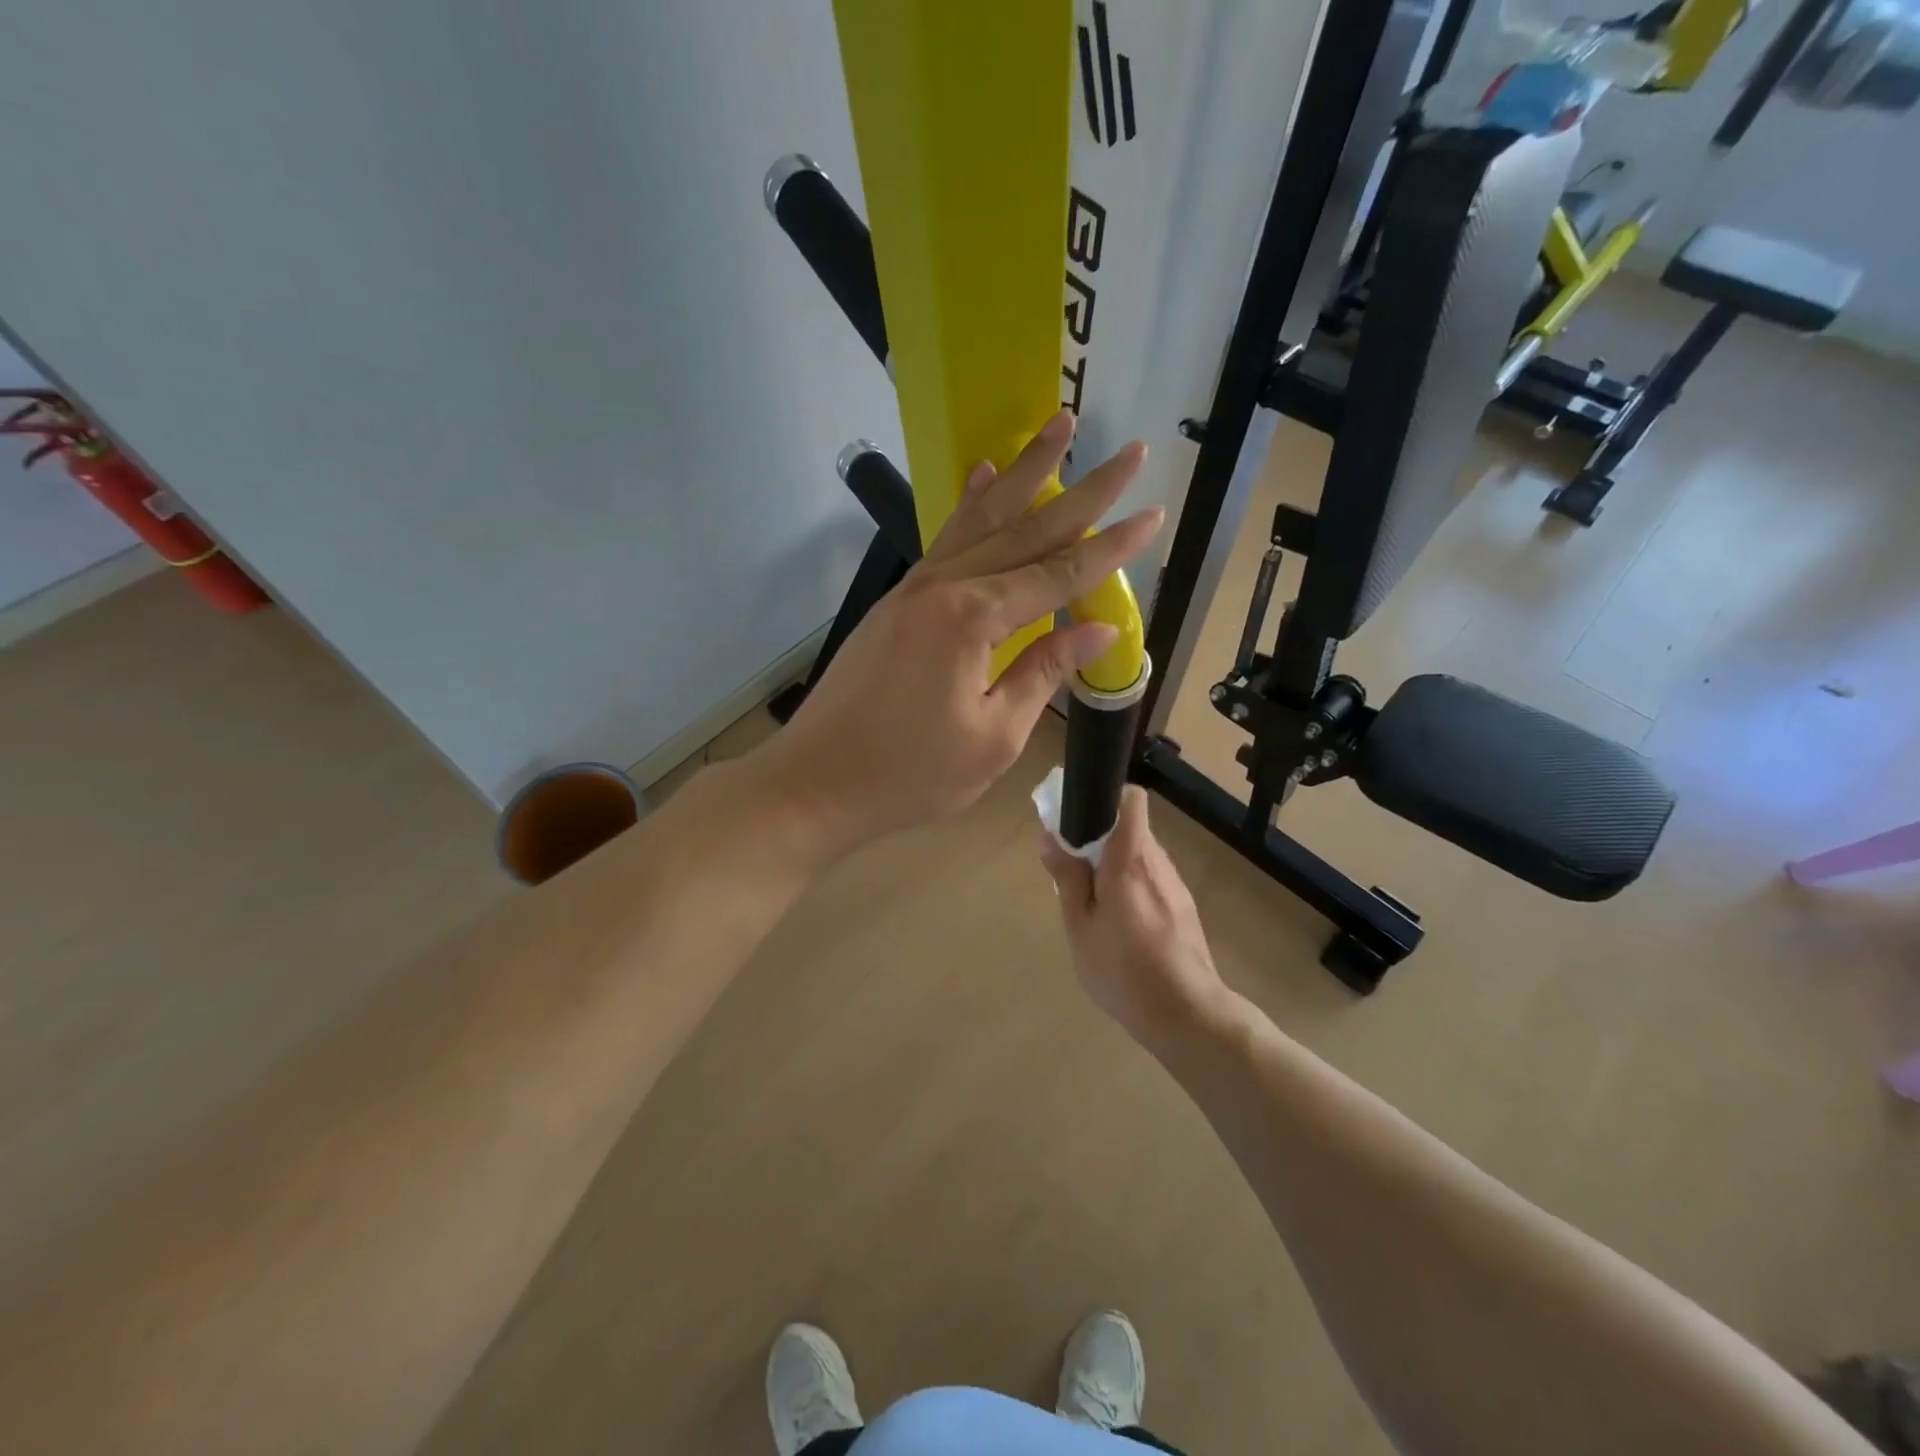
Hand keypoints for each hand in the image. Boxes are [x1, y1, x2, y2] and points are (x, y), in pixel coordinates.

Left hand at [752, 411, 1162, 859]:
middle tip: (1129, 450)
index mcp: (975, 620)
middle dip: (1084, 490)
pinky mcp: (897, 601)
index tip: (1154, 513)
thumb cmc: (912, 773)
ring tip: (1058, 426)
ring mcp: (915, 588)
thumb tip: (1098, 629)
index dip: (1111, 547)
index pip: (1060, 574)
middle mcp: (946, 587)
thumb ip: (1044, 672)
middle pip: (1027, 529)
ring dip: (1024, 473)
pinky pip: (945, 540)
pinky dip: (970, 505)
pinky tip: (981, 476)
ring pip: (981, 520)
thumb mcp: (994, 735)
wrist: (817, 782)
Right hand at [1037, 787, 1231, 1042]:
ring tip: (1093, 901)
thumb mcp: (1080, 926)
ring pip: (1140, 855)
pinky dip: (1131, 885)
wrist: (1186, 1014)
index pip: (1131, 800)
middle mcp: (1157, 862)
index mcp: (1130, 859)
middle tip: (1072, 869)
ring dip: (1114, 864)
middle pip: (1130, 828)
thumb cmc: (1123, 969)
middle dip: (1100, 838)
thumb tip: (1050, 836)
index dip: (1105, 798)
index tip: (1078, 818)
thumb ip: (1067, 877)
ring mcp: (1175, 884)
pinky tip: (1120, 923)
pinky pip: (1151, 878)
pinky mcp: (1183, 906)